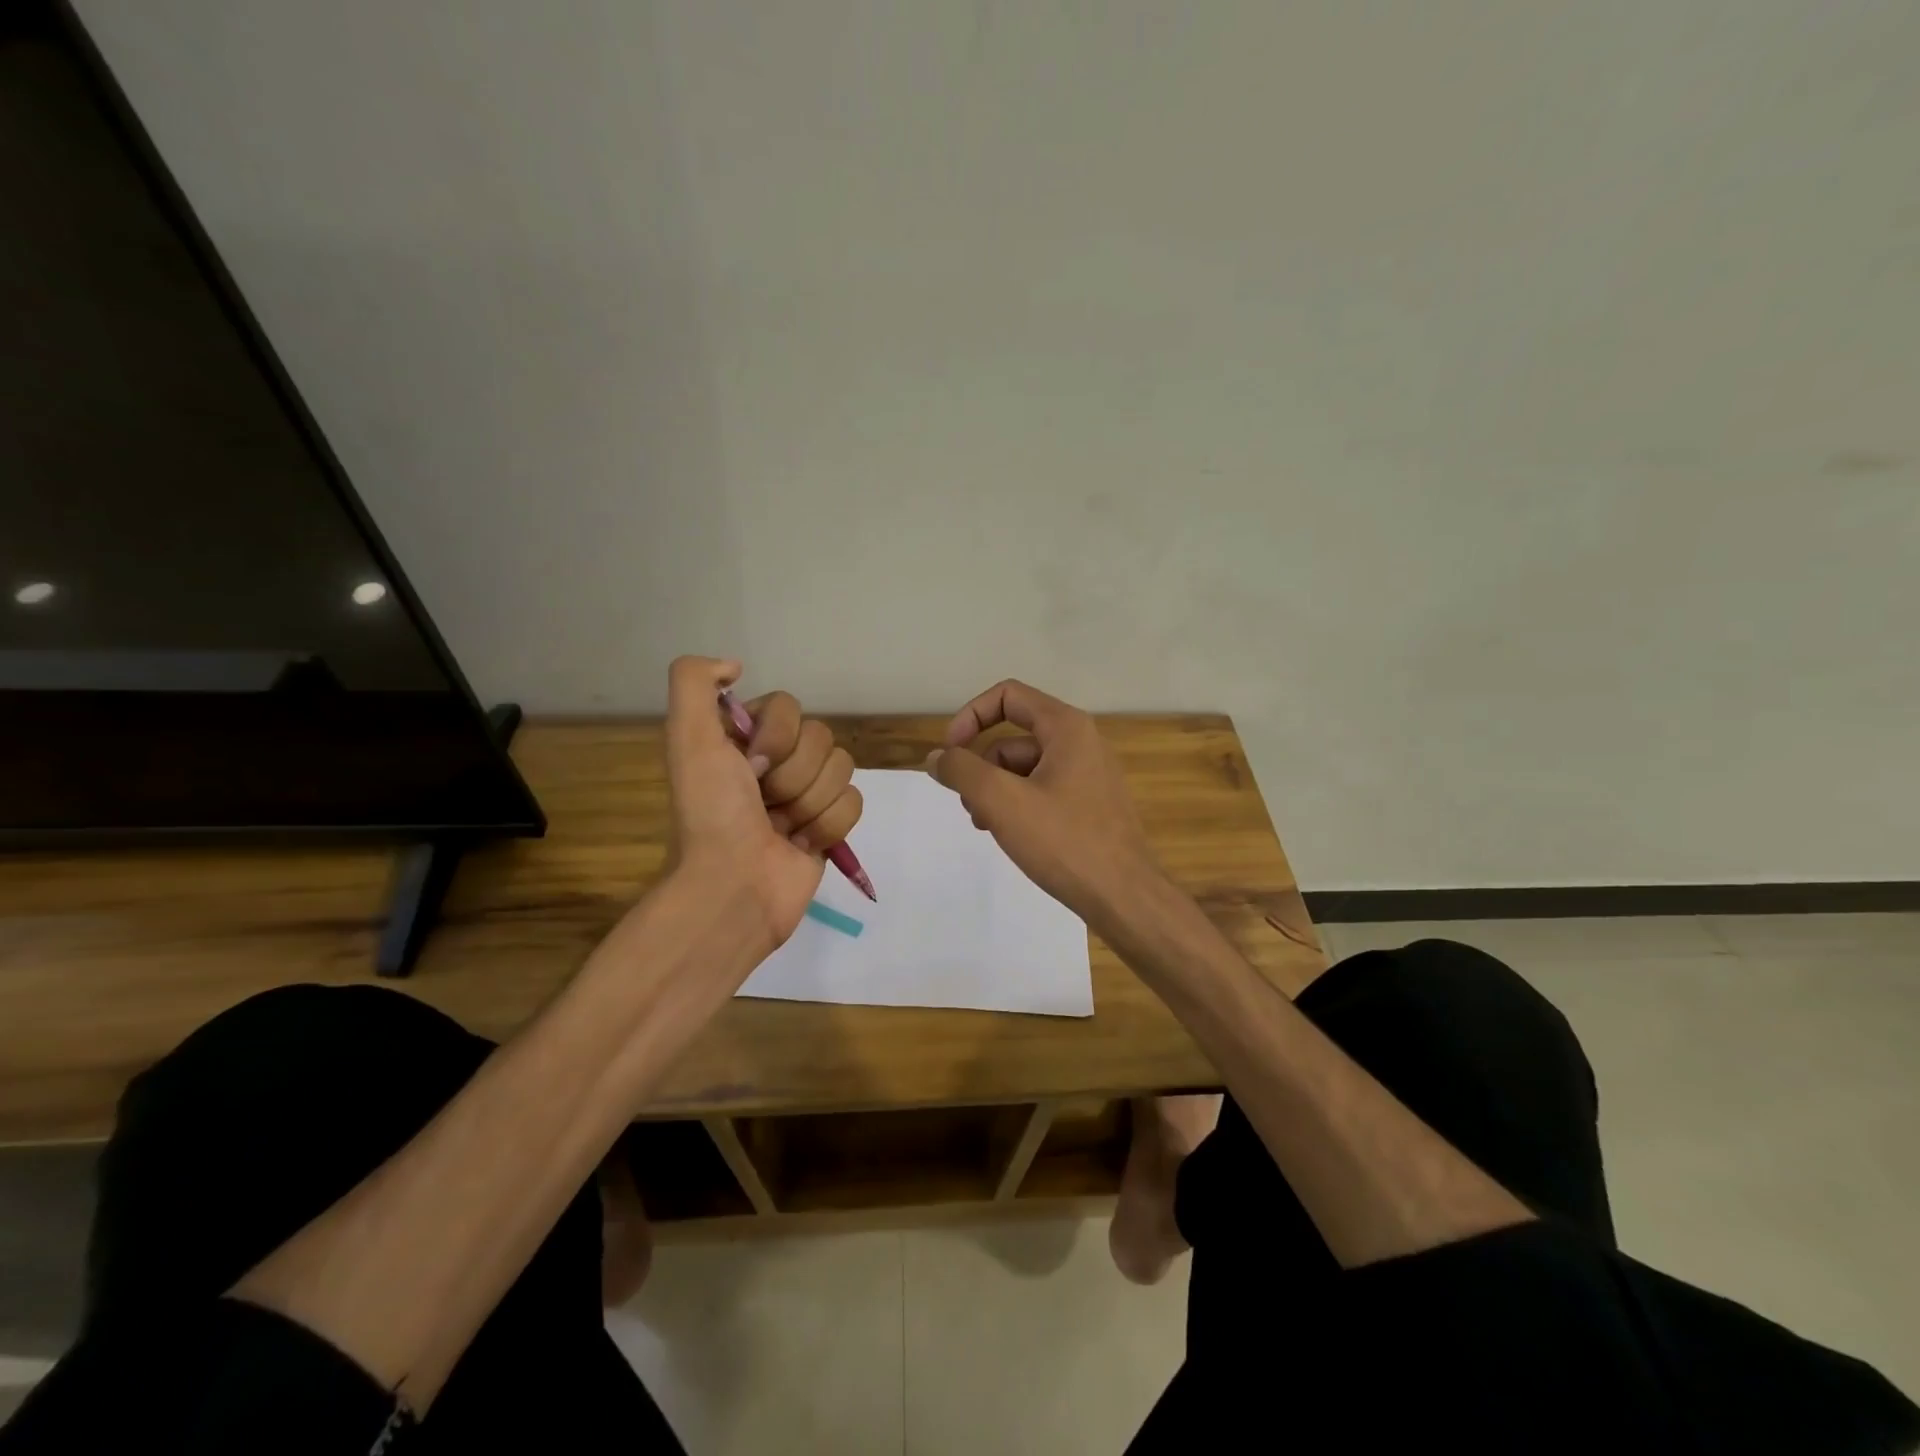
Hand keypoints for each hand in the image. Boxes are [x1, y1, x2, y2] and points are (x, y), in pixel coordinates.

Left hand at [664, 657, 862, 954]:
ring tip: (782, 829)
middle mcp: (776, 762)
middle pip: (821, 738)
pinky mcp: (829, 825)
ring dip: (811, 803)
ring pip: (842, 769)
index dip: (776, 737)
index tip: (750, 768)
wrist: (734, 888)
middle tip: (764, 804)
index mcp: (744, 739)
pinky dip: (829, 826)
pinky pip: (854, 802)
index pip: (790, 707)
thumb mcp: (687, 738)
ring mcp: (805, 794)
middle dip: (794, 776)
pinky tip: (801, 844)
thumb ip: (694, 682)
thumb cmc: (712, 814)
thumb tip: (735, 664)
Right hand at [925, 679, 1157, 926]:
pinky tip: (1011, 836)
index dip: (970, 717)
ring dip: (996, 791)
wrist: (1124, 897)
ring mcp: (1089, 775)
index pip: (1007, 696)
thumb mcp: (1002, 801)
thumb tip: (937, 757)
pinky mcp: (1090, 805)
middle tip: (969, 806)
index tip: (950, 754)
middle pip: (1013, 737)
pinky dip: (1018, 805)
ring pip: (1025, 768)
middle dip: (981, 766)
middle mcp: (1081, 742)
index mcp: (1066, 728)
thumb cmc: (1064, 842)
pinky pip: (1042, 791)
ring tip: (988, 826)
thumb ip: (962, 771)